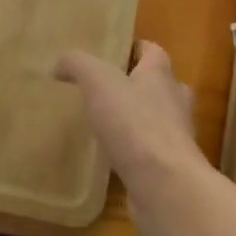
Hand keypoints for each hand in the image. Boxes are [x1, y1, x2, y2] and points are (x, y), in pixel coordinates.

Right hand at [56, 41, 207, 209]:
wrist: (165, 187)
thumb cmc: (135, 124)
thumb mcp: (98, 81)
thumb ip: (78, 64)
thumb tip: (60, 63)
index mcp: (161, 75)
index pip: (153, 51)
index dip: (133, 48)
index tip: (110, 53)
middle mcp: (174, 102)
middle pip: (159, 85)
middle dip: (136, 85)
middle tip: (106, 89)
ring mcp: (175, 138)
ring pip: (156, 120)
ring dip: (136, 119)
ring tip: (105, 123)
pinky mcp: (169, 168)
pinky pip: (150, 152)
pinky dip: (133, 151)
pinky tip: (110, 157)